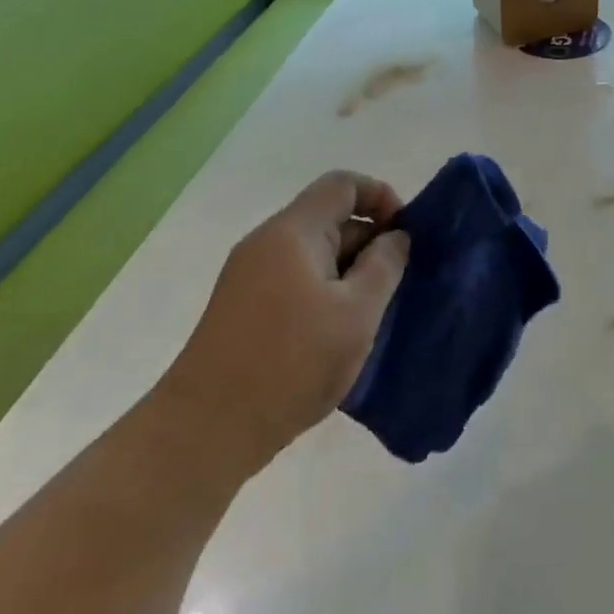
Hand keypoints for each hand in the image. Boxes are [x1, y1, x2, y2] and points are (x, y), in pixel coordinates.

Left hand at [157, 170, 409, 478]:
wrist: (207, 429)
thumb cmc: (292, 361)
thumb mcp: (357, 312)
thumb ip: (385, 265)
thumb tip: (395, 236)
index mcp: (293, 232)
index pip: (343, 184)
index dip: (381, 197)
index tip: (406, 236)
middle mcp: (267, 243)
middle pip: (329, 217)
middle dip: (370, 241)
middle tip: (400, 282)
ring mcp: (251, 276)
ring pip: (316, 253)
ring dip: (352, 271)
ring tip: (377, 311)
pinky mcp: (245, 308)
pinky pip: (298, 280)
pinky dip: (328, 292)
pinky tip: (343, 331)